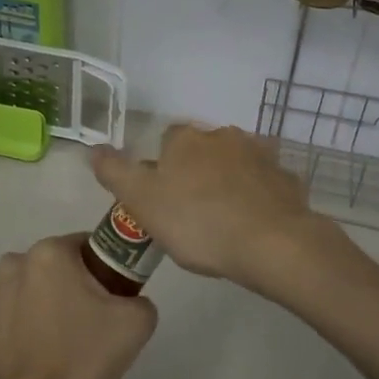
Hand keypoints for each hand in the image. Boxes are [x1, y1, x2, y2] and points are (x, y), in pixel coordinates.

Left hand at [0, 235, 157, 378]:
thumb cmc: (79, 360)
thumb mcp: (136, 324)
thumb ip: (139, 297)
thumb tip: (127, 299)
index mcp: (50, 253)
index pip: (84, 247)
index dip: (100, 272)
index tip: (107, 303)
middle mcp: (11, 263)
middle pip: (50, 269)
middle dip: (65, 290)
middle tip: (81, 329)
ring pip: (19, 292)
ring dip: (32, 308)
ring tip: (47, 348)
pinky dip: (5, 332)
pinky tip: (18, 358)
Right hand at [90, 124, 334, 295]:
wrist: (271, 243)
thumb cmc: (198, 222)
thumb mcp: (142, 202)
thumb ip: (115, 173)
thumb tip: (93, 148)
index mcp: (186, 139)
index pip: (167, 140)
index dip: (162, 167)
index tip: (162, 197)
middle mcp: (223, 135)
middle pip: (202, 150)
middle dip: (196, 173)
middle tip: (191, 213)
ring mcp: (259, 154)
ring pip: (235, 164)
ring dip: (228, 182)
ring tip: (223, 221)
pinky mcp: (286, 177)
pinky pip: (264, 184)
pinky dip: (257, 197)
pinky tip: (253, 224)